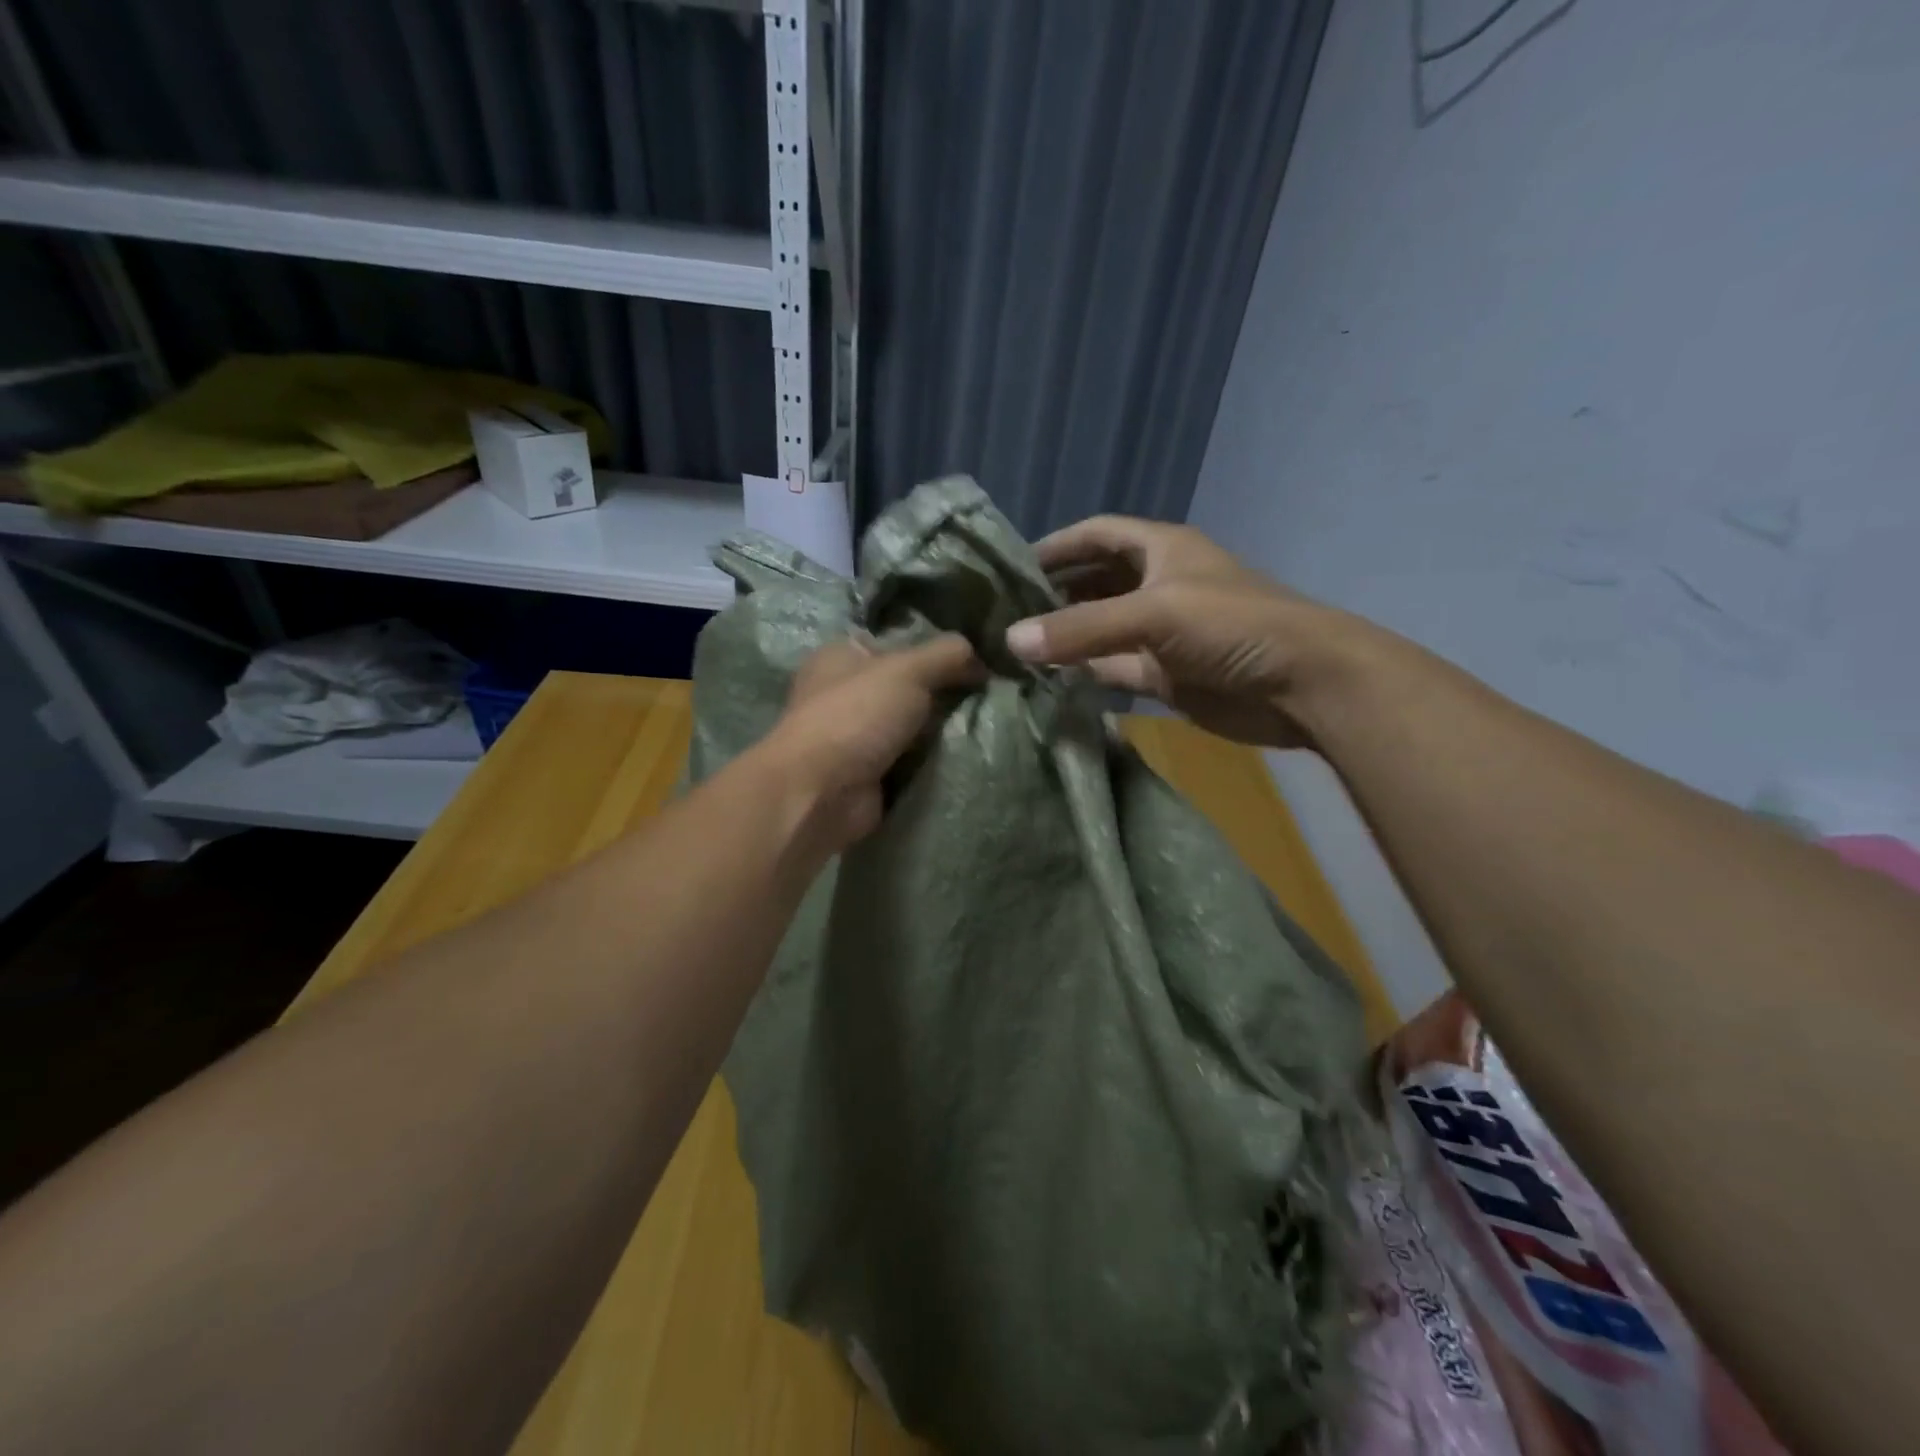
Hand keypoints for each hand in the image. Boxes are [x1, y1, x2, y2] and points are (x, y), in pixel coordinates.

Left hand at [764, 633, 982, 850]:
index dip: (934, 651)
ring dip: (941, 732)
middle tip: (987, 698)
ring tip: (984, 727)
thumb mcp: (907, 670)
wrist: (821, 794)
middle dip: (943, 694)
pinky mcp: (868, 775)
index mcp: (842, 656)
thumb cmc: (855, 717)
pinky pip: (911, 762)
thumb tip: (981, 659)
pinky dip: (932, 763)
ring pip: (912, 727)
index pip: (896, 644)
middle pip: (908, 687)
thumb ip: (947, 655)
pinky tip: (965, 757)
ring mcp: (855, 737)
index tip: (975, 663)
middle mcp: (845, 693)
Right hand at [1004, 516, 1360, 748]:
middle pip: (1095, 582)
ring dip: (1065, 636)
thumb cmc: (1231, 626)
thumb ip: (1081, 629)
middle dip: (1054, 593)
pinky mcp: (1164, 675)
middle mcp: (1157, 586)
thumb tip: (1011, 641)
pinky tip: (1048, 679)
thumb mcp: (1153, 614)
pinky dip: (1084, 673)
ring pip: (1101, 629)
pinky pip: (1113, 669)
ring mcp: (1160, 634)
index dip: (1057, 545)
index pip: (1097, 534)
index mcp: (1160, 549)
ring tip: (1014, 646)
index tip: (1010, 565)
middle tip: (1003, 611)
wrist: (1301, 685)